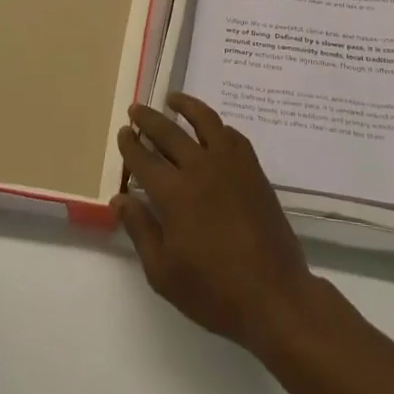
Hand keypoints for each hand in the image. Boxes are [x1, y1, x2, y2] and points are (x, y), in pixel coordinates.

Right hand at [114, 93, 320, 357]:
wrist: (273, 295)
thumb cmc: (213, 291)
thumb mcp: (163, 272)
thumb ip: (140, 230)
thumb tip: (119, 198)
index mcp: (174, 194)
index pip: (144, 159)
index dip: (130, 144)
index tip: (123, 132)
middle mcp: (200, 168)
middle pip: (169, 132)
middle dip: (149, 119)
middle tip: (136, 110)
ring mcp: (231, 165)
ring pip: (205, 121)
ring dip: (186, 106)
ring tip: (173, 99)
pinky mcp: (253, 170)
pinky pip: (233, 136)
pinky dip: (218, 126)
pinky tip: (212, 129)